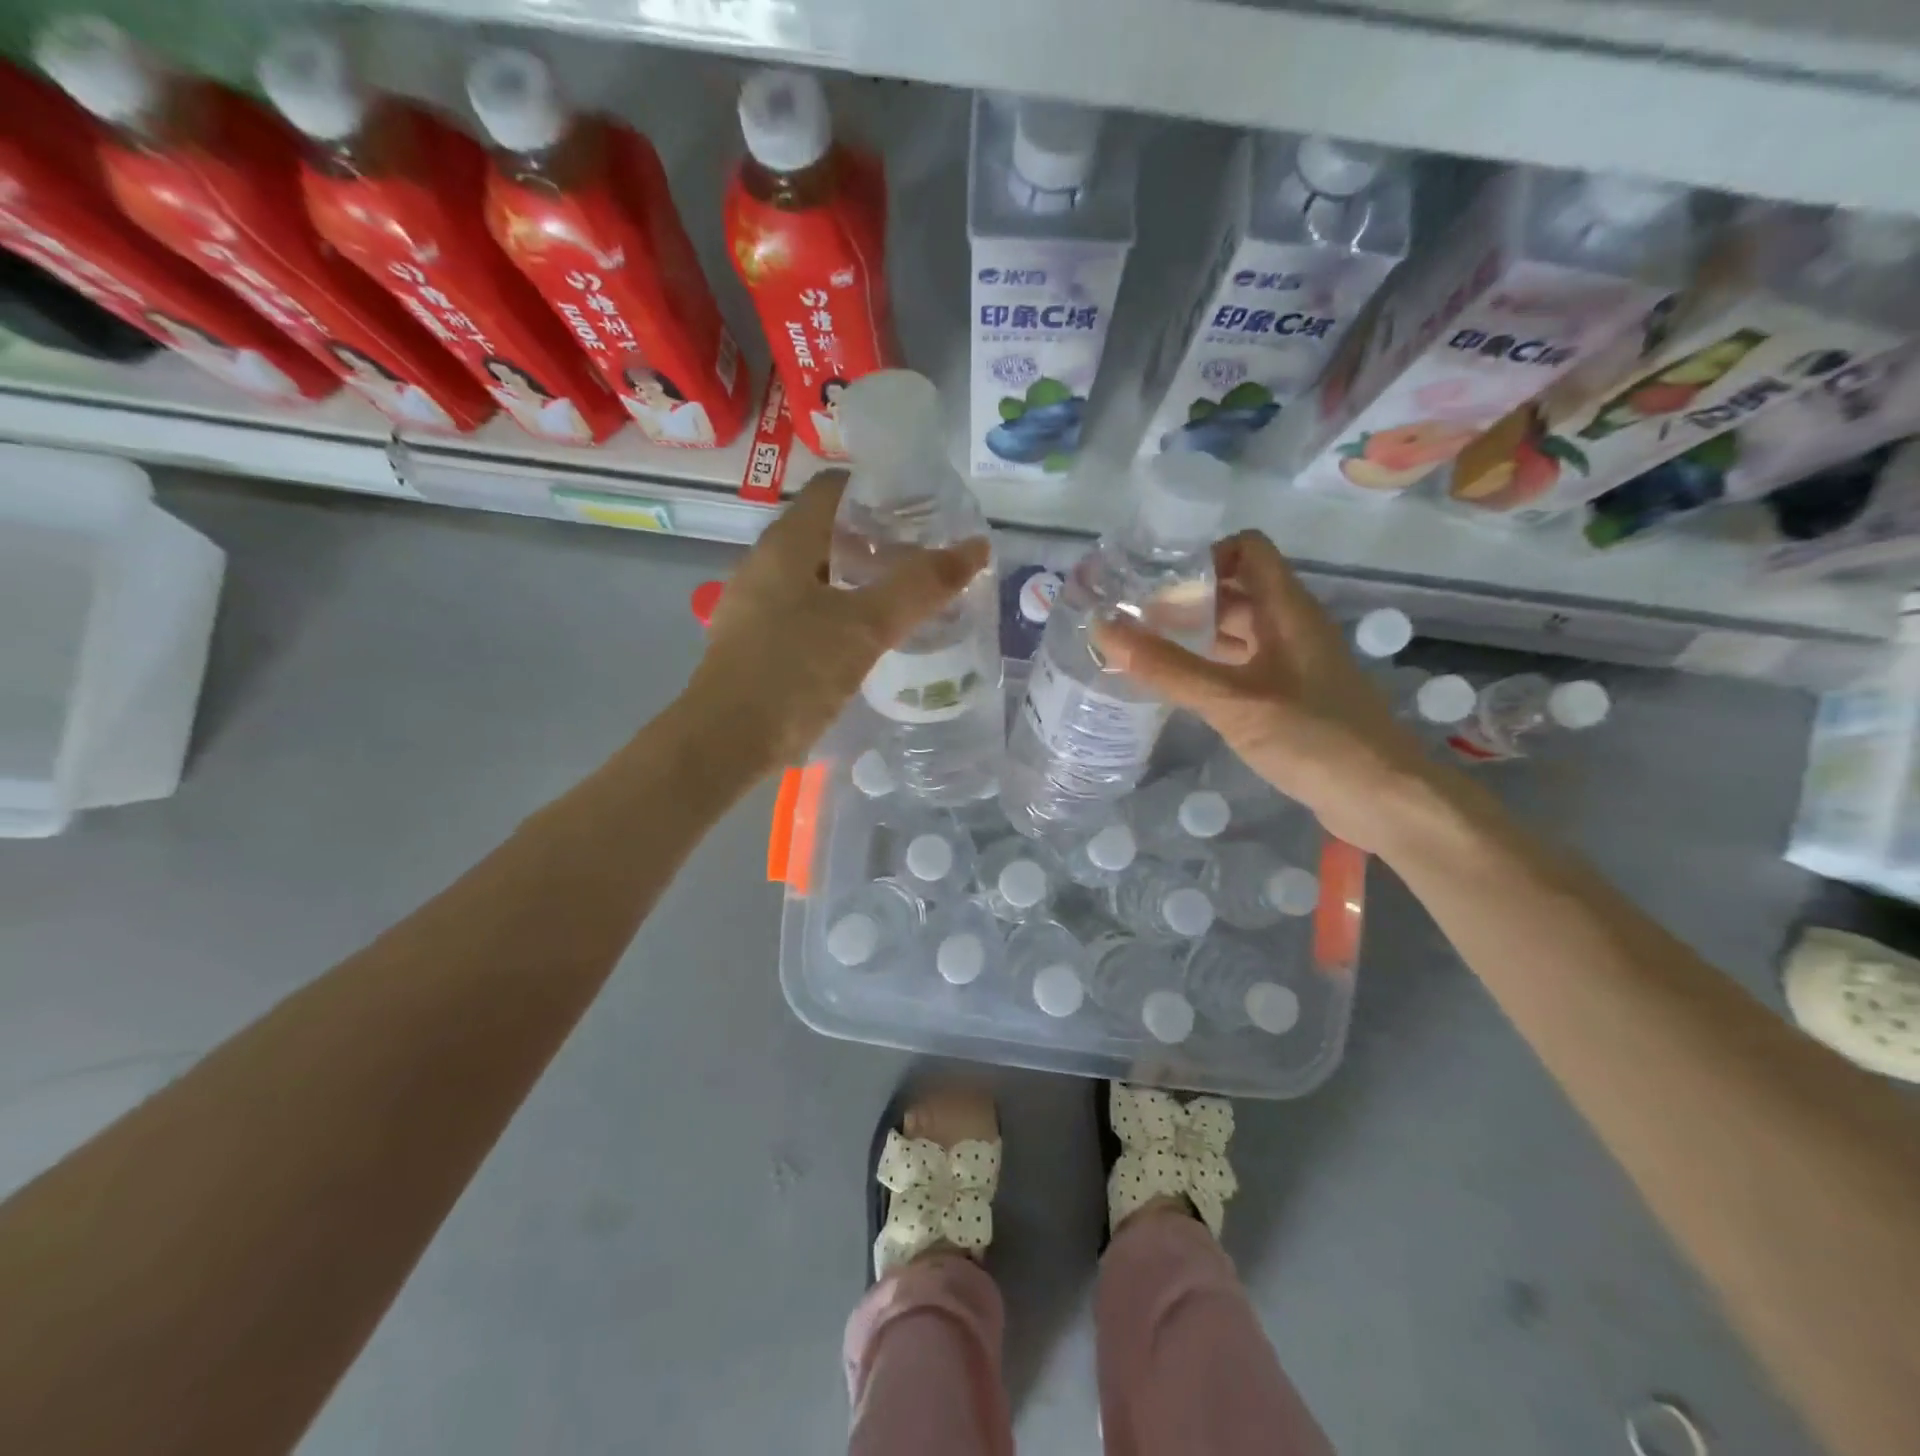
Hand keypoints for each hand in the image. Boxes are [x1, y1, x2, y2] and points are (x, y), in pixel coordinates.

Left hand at [684, 471, 988, 771]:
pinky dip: (842, 612)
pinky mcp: (757, 642)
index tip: (925, 513)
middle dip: (879, 541)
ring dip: (861, 580)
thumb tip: (976, 548)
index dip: (881, 493)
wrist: (725, 743)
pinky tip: (869, 639)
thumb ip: (920, 587)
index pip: (835, 490)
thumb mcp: (865, 627)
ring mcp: (757, 604)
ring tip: (907, 599)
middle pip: (829, 532)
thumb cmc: (793, 673)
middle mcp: (766, 564)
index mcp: (786, 543)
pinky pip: (807, 610)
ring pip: (819, 575)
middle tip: (926, 560)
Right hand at [1093, 531, 1444, 852]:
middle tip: (1131, 619)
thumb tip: (1104, 630)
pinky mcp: (1289, 697)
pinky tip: (1176, 688)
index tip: (1154, 581)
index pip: (1248, 550)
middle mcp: (1290, 627)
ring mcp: (1291, 664)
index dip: (1203, 555)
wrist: (1381, 798)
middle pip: (1235, 590)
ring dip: (1193, 635)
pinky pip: (1241, 666)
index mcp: (1287, 610)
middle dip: (1185, 598)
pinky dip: (1208, 667)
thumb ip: (1167, 667)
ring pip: (1237, 631)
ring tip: (1142, 650)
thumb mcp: (1232, 701)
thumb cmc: (1312, 737)